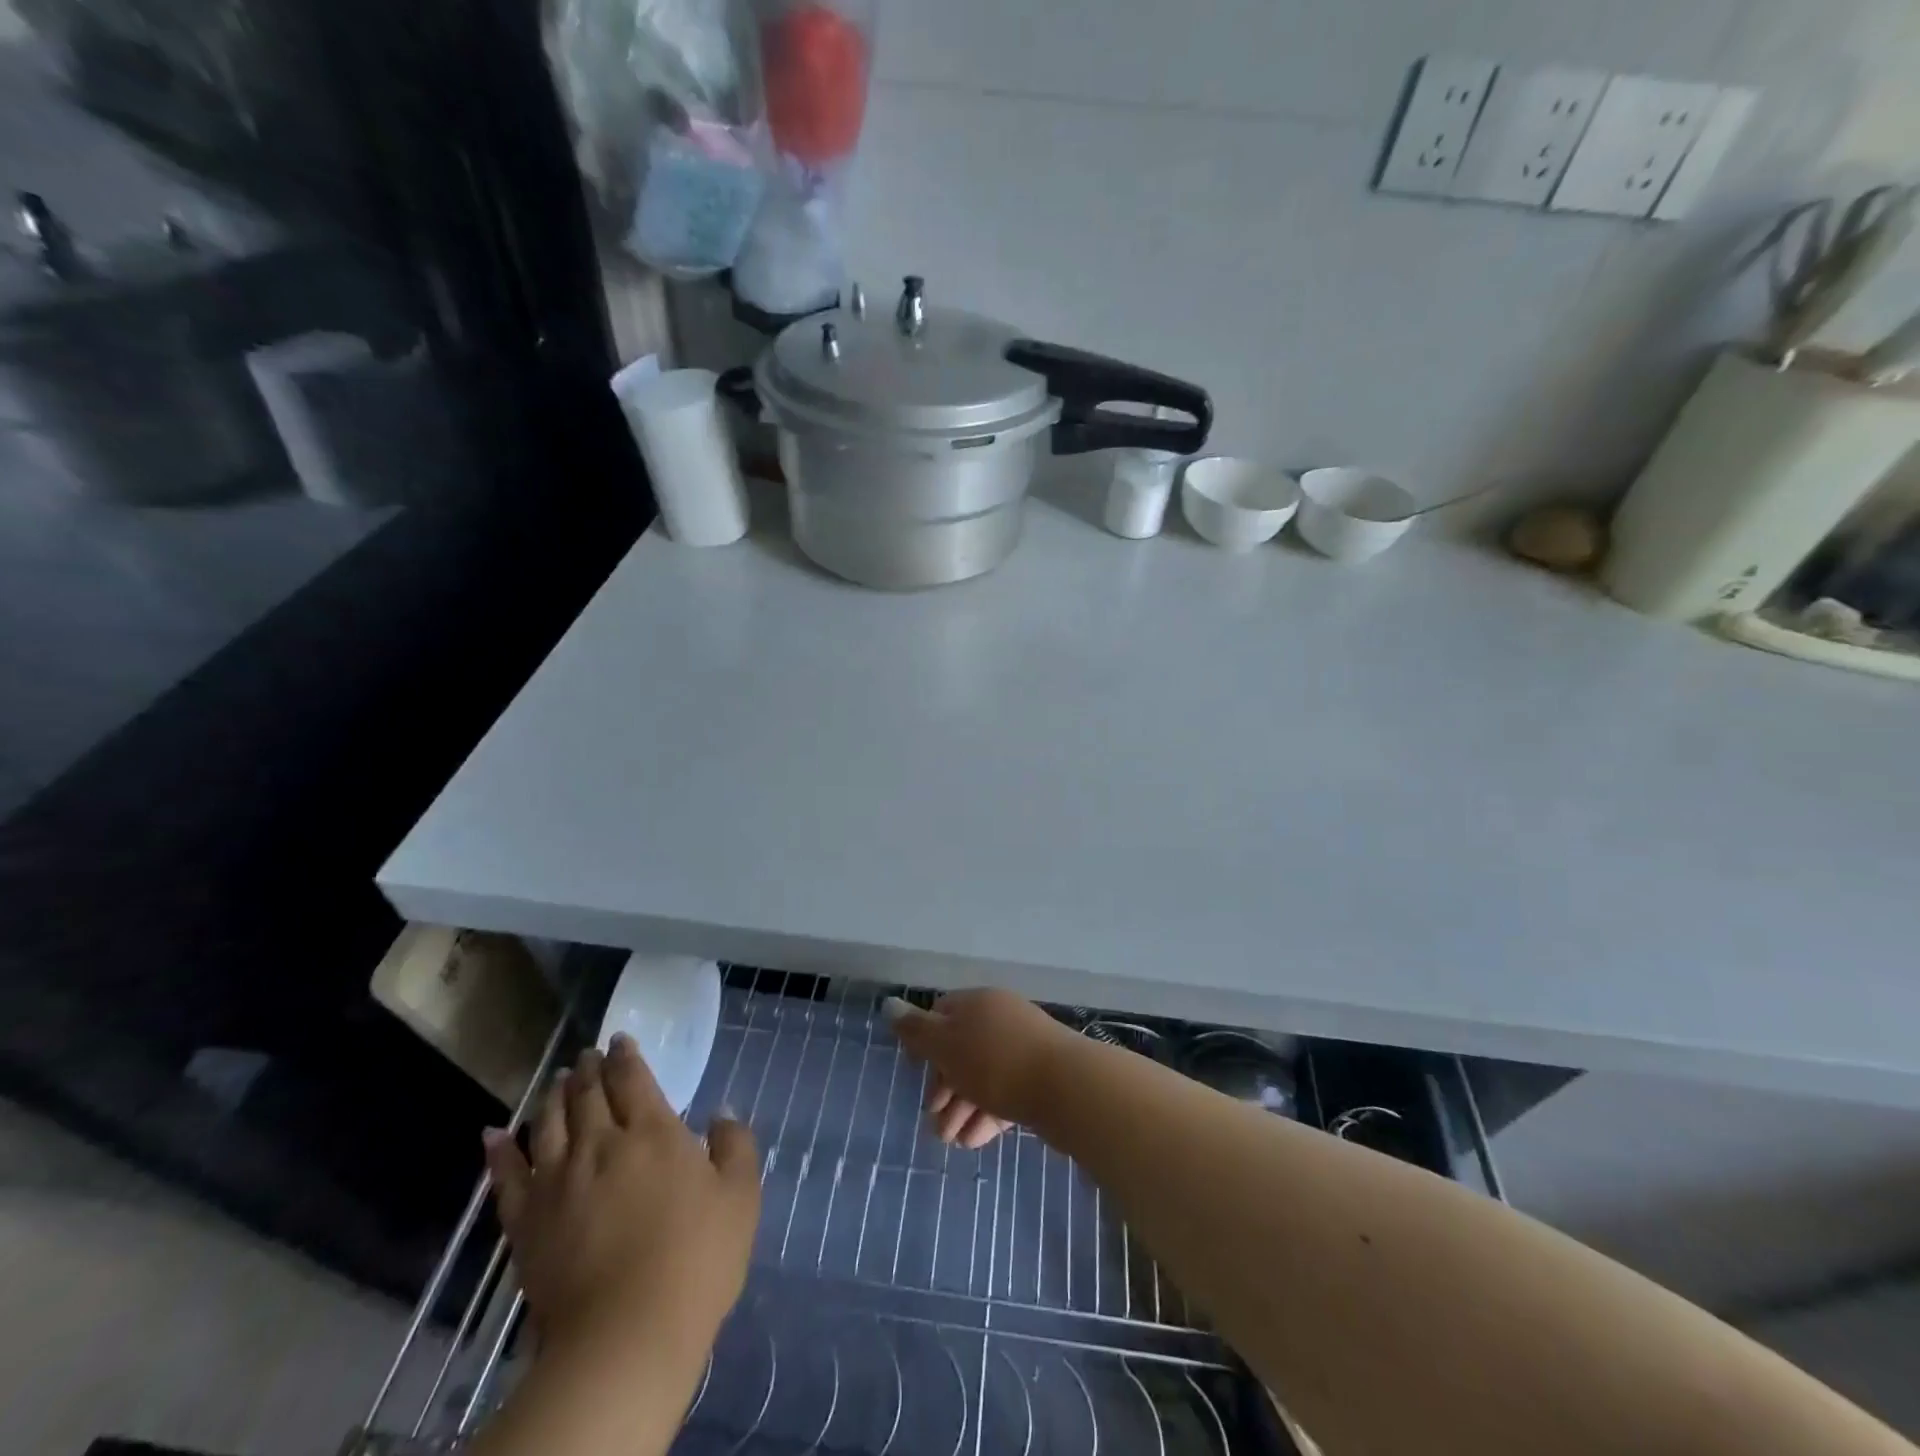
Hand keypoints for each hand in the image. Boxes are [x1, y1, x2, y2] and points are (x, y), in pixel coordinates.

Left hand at [483, 1036, 760, 1363]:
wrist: (627, 1336)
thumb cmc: (697, 1260)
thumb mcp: (740, 1196)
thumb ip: (734, 1145)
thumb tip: (720, 1112)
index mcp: (653, 1133)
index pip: (633, 1079)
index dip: (625, 1056)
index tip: (618, 1040)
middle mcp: (602, 1145)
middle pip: (588, 1095)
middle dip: (587, 1070)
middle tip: (585, 1056)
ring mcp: (559, 1182)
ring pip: (549, 1124)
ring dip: (552, 1096)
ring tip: (555, 1080)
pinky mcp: (527, 1223)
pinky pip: (507, 1178)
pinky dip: (499, 1152)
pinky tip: (494, 1134)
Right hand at [885, 989, 1075, 1148]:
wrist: (1067, 1087)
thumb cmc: (995, 1061)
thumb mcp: (946, 1044)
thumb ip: (916, 1030)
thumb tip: (889, 1004)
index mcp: (977, 1004)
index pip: (942, 1013)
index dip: (924, 1040)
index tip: (914, 1069)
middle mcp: (1000, 1020)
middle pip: (961, 1049)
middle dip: (943, 1086)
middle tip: (933, 1118)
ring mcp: (1022, 1050)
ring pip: (982, 1077)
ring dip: (961, 1108)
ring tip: (949, 1141)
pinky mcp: (1039, 1081)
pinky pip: (1004, 1095)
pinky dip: (985, 1116)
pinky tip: (973, 1142)